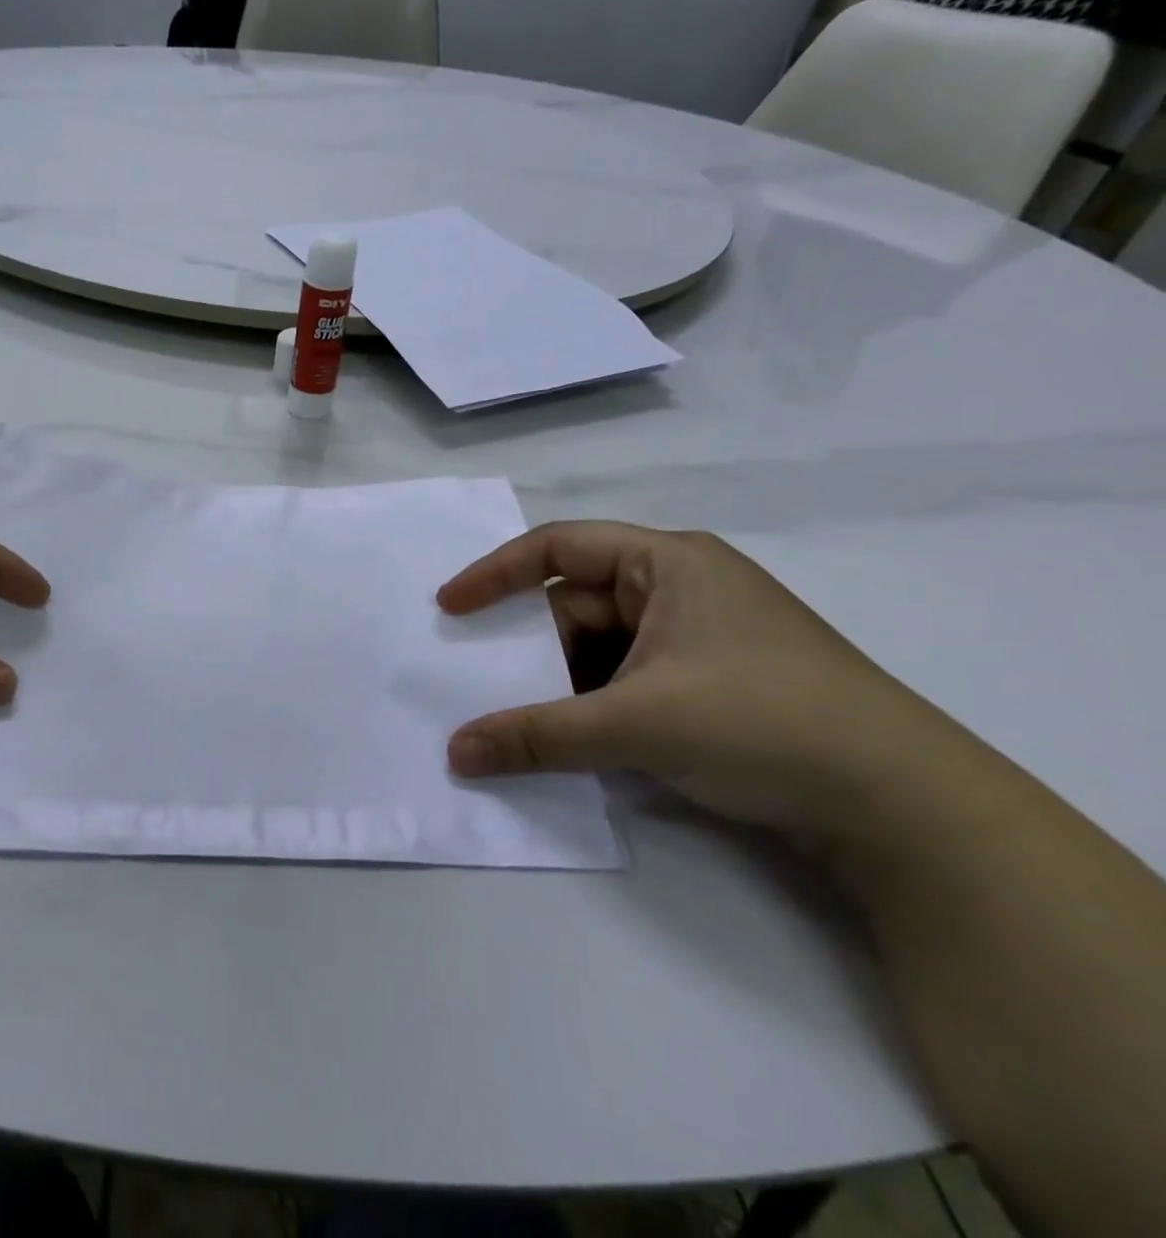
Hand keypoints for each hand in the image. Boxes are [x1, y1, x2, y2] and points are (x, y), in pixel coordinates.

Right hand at [437, 521, 983, 839]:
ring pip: (598, 648)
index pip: (558, 547)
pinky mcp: (710, 684)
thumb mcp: (636, 725)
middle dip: (529, 647)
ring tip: (522, 722)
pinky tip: (575, 740)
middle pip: (575, 605)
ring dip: (560, 683)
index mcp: (667, 563)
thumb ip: (537, 735)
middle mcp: (680, 587)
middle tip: (481, 684)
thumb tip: (454, 754)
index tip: (449, 609)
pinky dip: (593, 705)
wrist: (909, 810)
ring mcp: (698, 638)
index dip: (495, 573)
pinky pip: (625, 679)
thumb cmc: (764, 724)